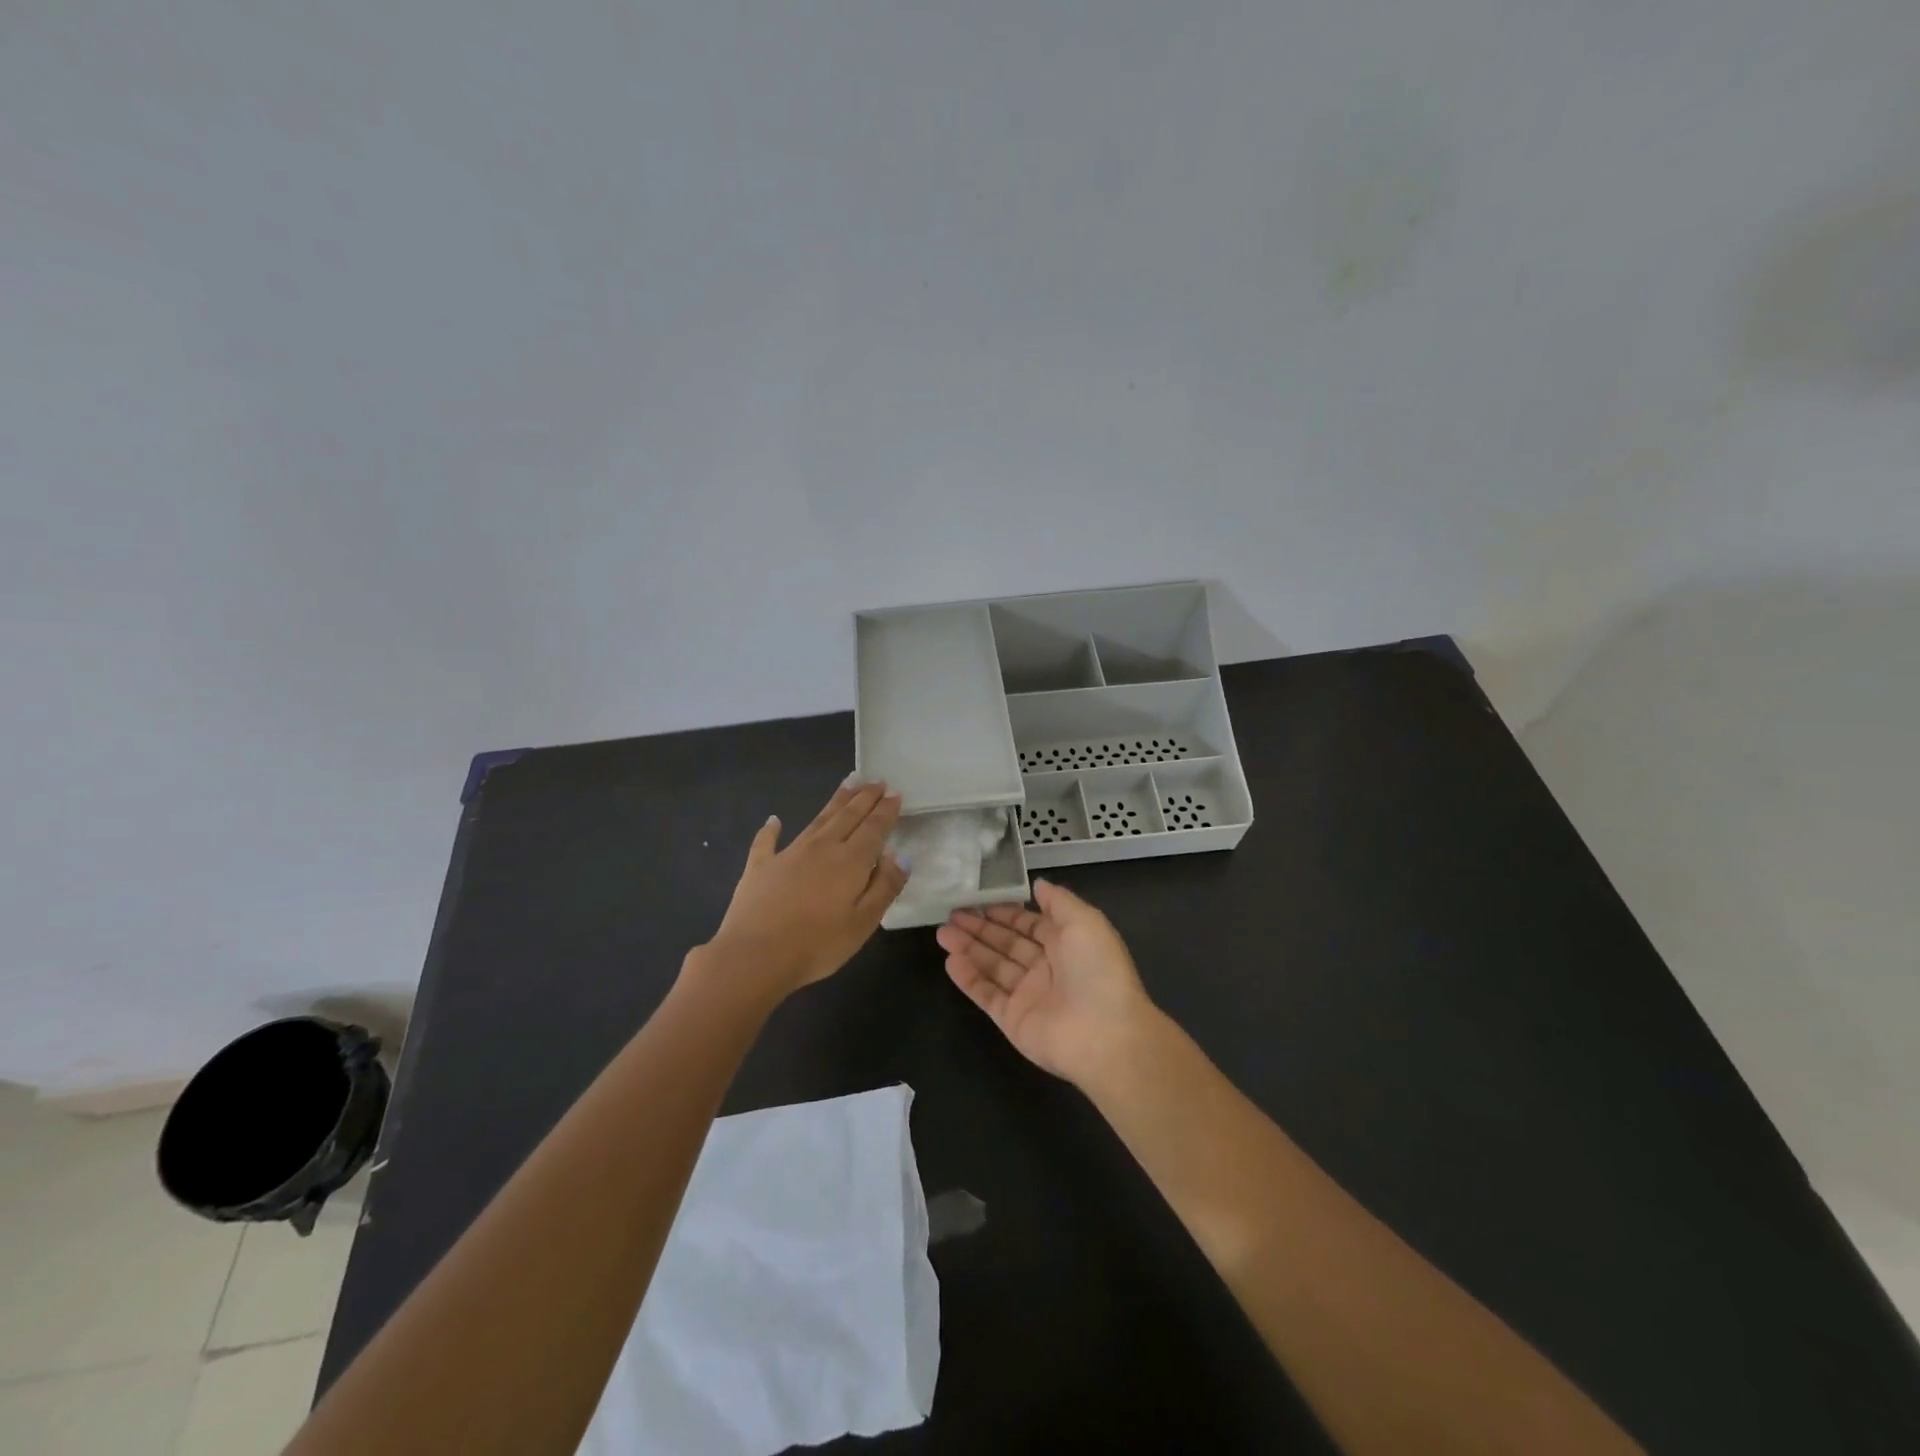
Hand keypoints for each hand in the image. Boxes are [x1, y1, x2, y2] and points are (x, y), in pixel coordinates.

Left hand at [700, 782, 907, 998]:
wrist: (754, 956)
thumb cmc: (817, 945)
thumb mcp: (863, 923)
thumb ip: (885, 887)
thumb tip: (901, 856)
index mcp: (850, 861)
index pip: (874, 828)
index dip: (886, 810)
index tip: (895, 793)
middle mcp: (821, 847)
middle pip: (848, 816)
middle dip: (864, 797)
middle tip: (876, 781)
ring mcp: (788, 853)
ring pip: (817, 820)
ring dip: (835, 801)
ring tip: (848, 784)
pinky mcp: (760, 866)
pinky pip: (767, 841)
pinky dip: (771, 829)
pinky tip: (774, 820)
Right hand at [936, 879, 1155, 1087]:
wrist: (1105, 1034)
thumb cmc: (1097, 969)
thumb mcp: (1085, 921)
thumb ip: (1058, 901)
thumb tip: (1037, 884)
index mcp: (1066, 944)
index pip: (1028, 924)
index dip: (1004, 912)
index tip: (977, 899)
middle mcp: (1046, 968)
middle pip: (1006, 943)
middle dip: (980, 927)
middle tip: (951, 913)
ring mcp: (1027, 995)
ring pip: (992, 966)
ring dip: (968, 948)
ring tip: (942, 932)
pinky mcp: (1012, 1019)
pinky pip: (986, 994)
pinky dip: (968, 978)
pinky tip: (949, 960)